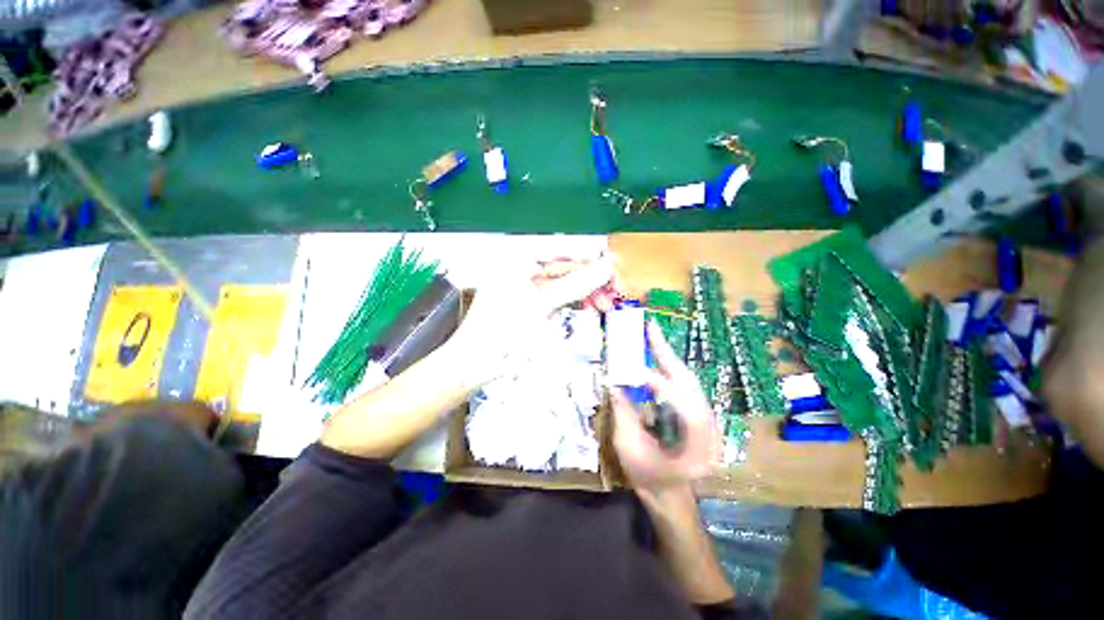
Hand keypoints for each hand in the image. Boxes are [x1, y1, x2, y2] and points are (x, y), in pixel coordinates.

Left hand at [446, 253, 615, 385]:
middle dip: (588, 278)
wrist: (475, 364)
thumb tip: (607, 266)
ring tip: (601, 304)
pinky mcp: (528, 304)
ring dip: (583, 292)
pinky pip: (555, 297)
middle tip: (612, 289)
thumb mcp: (541, 304)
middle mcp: (519, 268)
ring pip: (562, 283)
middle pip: (563, 267)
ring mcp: (524, 287)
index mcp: (516, 259)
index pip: (560, 248)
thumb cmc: (501, 331)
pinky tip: (585, 308)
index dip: (589, 256)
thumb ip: (576, 284)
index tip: (613, 264)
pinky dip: (571, 302)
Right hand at [612, 321, 720, 492]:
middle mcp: (710, 433)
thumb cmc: (648, 478)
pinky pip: (685, 385)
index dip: (663, 387)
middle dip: (668, 355)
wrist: (669, 494)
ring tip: (652, 336)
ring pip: (689, 381)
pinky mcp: (699, 414)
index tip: (637, 372)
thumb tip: (612, 382)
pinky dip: (670, 368)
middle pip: (691, 386)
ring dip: (669, 357)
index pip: (687, 411)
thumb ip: (622, 414)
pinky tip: (658, 355)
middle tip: (651, 329)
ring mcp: (708, 422)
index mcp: (697, 451)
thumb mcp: (629, 449)